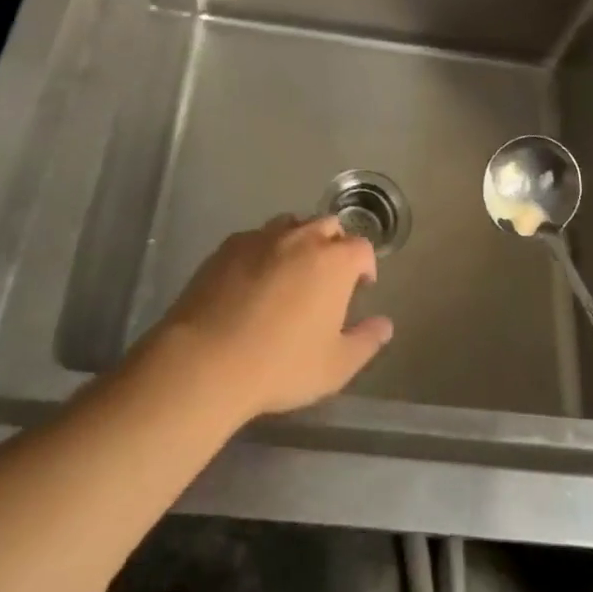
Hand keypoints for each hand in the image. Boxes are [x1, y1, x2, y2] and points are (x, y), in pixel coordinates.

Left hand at [154, 216, 393, 420]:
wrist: (207, 360)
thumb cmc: (281, 365)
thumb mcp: (335, 366)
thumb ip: (366, 341)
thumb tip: (385, 325)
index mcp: (334, 261)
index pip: (361, 248)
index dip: (365, 266)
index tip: (360, 287)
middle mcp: (302, 238)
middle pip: (328, 225)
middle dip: (334, 244)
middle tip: (328, 276)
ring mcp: (262, 237)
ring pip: (291, 224)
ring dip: (299, 241)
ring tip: (291, 272)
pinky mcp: (228, 246)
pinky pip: (256, 238)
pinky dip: (264, 250)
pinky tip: (253, 278)